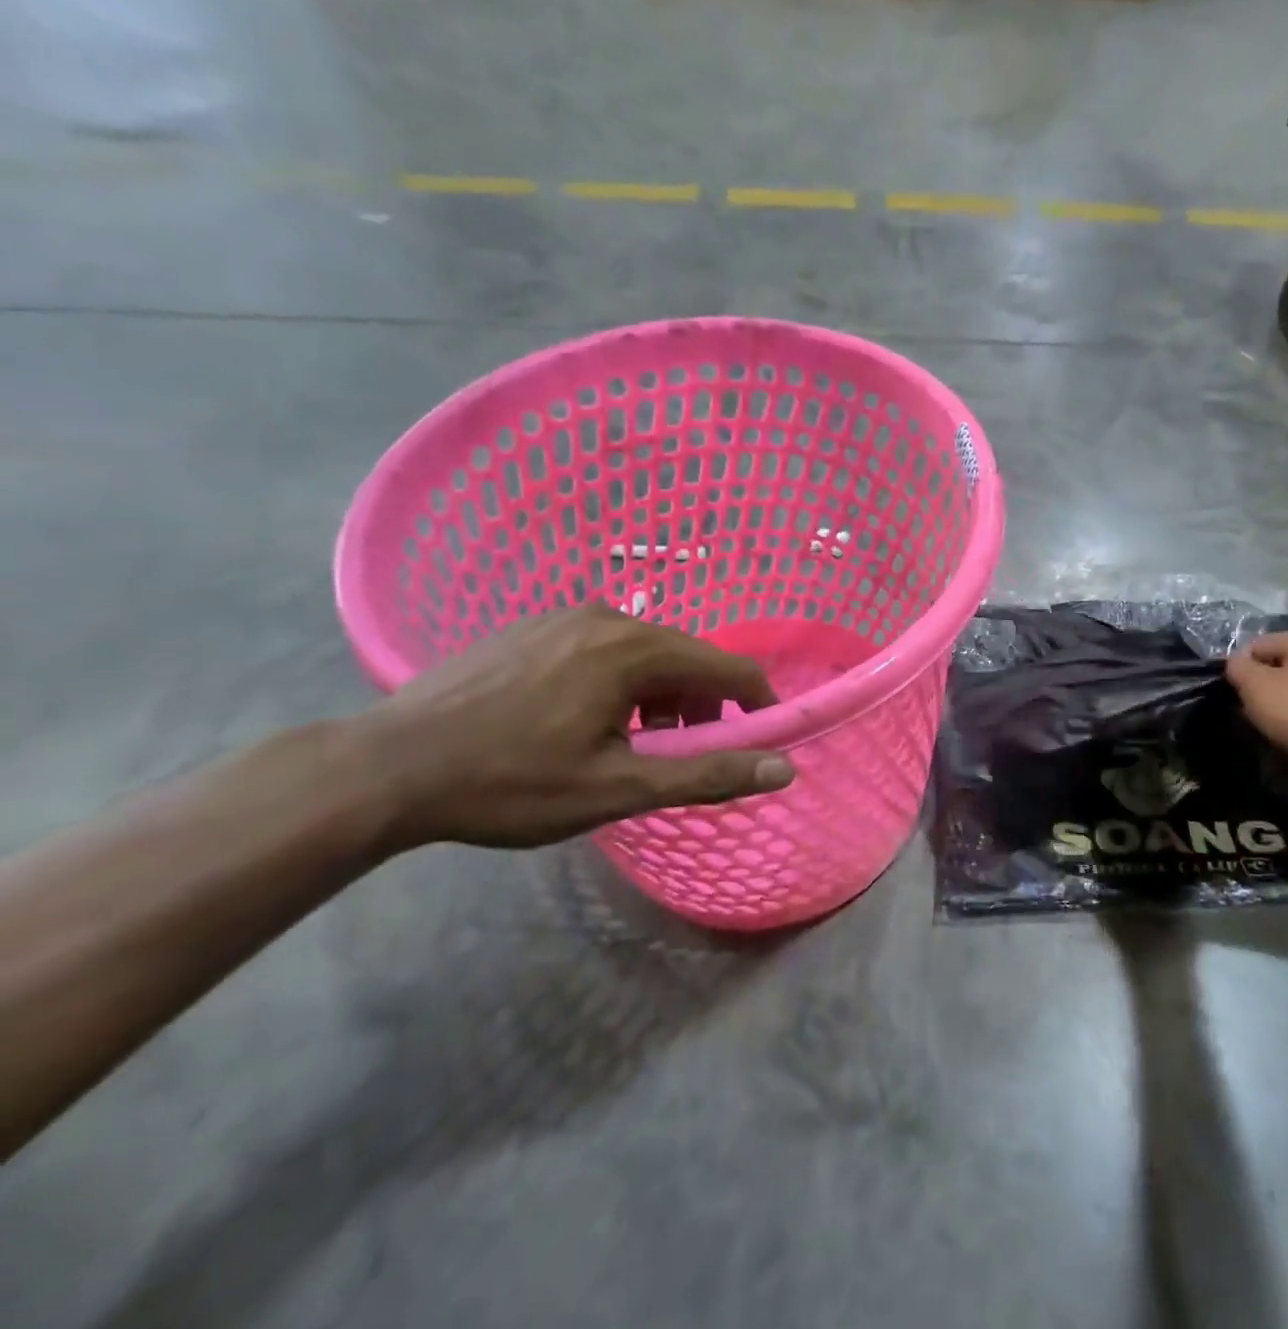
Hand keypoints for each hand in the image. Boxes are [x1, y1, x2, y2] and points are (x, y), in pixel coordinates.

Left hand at [352, 604, 793, 850]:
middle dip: (702, 706)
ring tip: (631, 744)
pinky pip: (604, 647)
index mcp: (636, 650)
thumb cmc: (510, 783)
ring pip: (645, 652)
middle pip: (688, 657)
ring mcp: (565, 616)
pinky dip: (620, 682)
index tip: (760, 739)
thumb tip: (784, 768)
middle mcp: (609, 616)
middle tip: (682, 755)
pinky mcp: (532, 627)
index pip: (730, 667)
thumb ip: (707, 774)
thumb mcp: (618, 789)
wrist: (385, 768)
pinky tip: (580, 720)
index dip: (756, 703)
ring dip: (661, 696)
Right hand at [1225, 627, 1287, 766]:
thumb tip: (1236, 661)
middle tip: (1251, 710)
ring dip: (1281, 700)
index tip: (1235, 693)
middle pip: (1280, 664)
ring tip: (1272, 724)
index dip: (1240, 669)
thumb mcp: (1255, 685)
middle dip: (1262, 685)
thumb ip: (1237, 666)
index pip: (1257, 646)